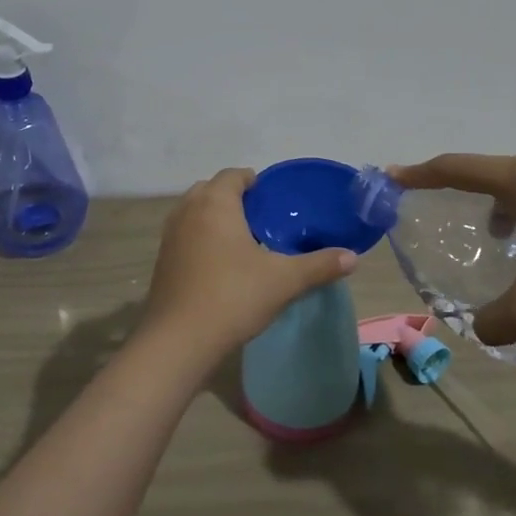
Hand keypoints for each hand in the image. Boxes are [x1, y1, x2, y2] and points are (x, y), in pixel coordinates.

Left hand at [140, 169, 356, 363]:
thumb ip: (319, 265)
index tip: (274, 199)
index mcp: (215, 203)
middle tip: (262, 220)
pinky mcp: (162, 261)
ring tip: (243, 242)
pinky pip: (185, 236)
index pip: (233, 175)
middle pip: (210, 190)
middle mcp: (187, 211)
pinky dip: (201, 240)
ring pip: (194, 213)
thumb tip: (352, 257)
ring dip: (215, 219)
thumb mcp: (284, 281)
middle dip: (233, 198)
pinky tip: (221, 266)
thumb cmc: (233, 297)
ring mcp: (170, 236)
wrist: (179, 340)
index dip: (254, 181)